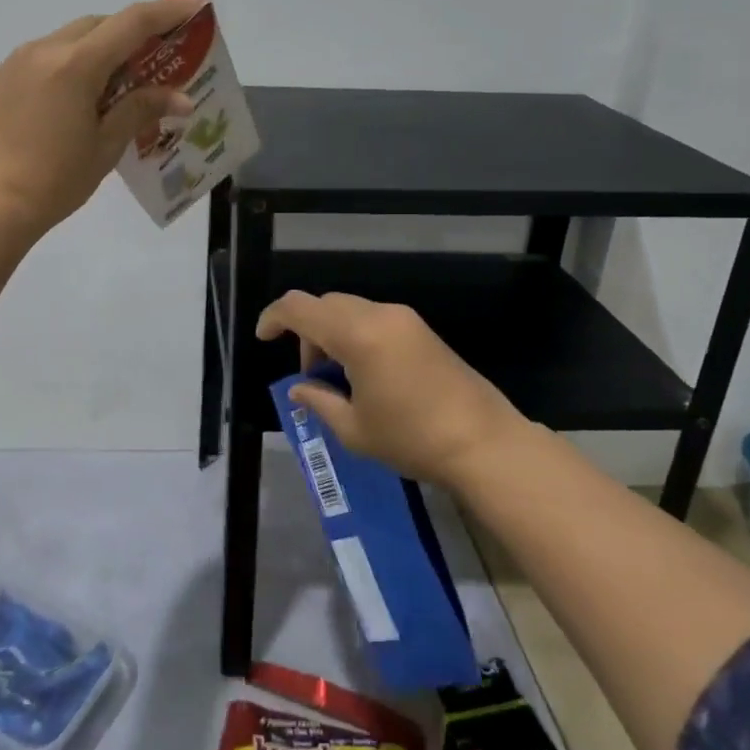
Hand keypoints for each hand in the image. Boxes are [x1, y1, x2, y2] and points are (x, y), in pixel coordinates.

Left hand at [0, 0, 201, 236]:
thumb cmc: (53, 180)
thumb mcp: (105, 146)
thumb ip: (141, 110)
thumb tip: (181, 98)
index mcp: (75, 64)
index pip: (132, 22)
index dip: (170, 12)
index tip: (201, 6)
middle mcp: (46, 49)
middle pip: (102, 24)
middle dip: (137, 32)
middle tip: (166, 55)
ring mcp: (21, 60)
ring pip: (75, 37)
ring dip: (107, 47)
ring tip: (131, 79)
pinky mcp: (7, 77)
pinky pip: (54, 54)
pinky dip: (81, 61)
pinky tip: (91, 93)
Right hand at [255, 291, 534, 487]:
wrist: (485, 444)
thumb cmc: (412, 438)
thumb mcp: (354, 429)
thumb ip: (318, 401)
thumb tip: (297, 389)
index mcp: (357, 334)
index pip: (300, 307)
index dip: (274, 317)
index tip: (263, 339)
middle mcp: (379, 315)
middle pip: (325, 304)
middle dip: (306, 333)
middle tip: (310, 376)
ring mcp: (404, 319)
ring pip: (349, 310)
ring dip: (331, 334)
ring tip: (338, 380)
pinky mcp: (421, 329)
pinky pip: (373, 319)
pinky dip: (355, 336)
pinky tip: (364, 374)